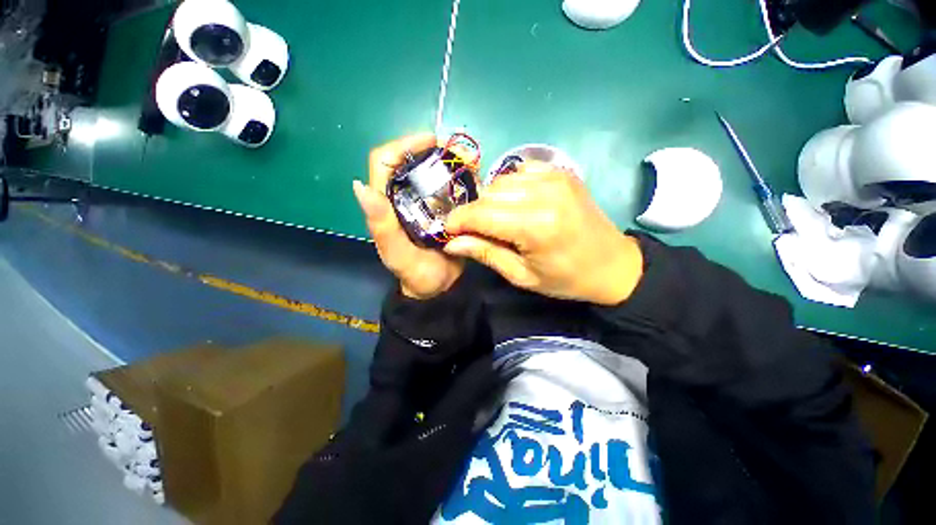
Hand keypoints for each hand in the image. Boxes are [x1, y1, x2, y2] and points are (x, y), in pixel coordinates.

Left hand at [355, 133, 463, 299]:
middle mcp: (402, 192)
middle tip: (460, 154)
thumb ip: (381, 224)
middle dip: (434, 149)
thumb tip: (359, 185)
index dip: (404, 144)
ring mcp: (423, 196)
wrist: (441, 289)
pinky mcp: (443, 202)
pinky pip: (451, 179)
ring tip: (473, 164)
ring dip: (452, 158)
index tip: (432, 141)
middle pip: (411, 157)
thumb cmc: (416, 274)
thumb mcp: (397, 253)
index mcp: (385, 200)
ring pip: (433, 165)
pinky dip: (463, 171)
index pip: (384, 160)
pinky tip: (477, 176)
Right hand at [443, 162, 643, 305]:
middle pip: (489, 193)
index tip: (448, 231)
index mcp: (536, 225)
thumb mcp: (524, 276)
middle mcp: (544, 193)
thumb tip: (450, 241)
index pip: (480, 214)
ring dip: (493, 198)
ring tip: (501, 218)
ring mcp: (556, 177)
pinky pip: (522, 169)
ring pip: (503, 179)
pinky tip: (521, 201)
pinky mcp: (562, 171)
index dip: (458, 221)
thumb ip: (486, 253)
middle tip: (477, 231)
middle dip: (476, 212)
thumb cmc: (568, 278)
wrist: (612, 263)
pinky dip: (513, 184)